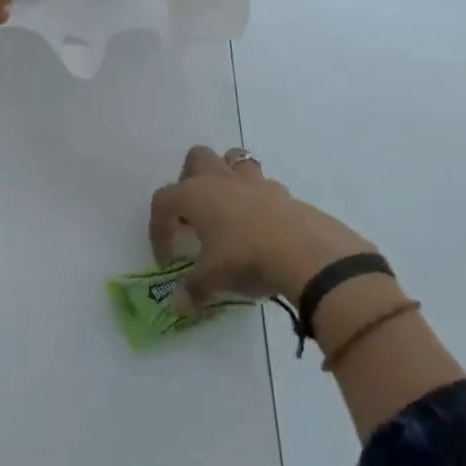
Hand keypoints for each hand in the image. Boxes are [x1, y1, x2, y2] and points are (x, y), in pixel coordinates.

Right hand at [149, 146, 372, 310]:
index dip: (158, 228)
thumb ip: (192, 290)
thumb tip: (178, 307)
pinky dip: (258, 198)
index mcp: (193, 195)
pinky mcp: (283, 192)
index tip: (166, 258)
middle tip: (194, 212)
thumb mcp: (212, 280)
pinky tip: (261, 223)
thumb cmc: (246, 259)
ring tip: (228, 206)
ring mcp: (254, 182)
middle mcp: (220, 179)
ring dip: (226, 176)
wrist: (307, 253)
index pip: (162, 202)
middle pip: (196, 158)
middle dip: (190, 178)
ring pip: (233, 159)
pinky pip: (264, 184)